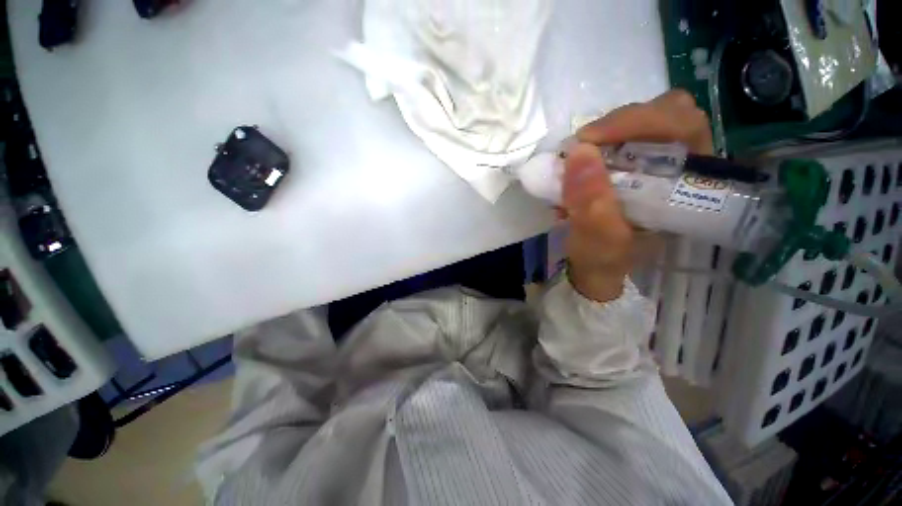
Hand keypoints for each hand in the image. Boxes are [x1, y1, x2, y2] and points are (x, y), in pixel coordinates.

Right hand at [563, 89, 712, 302]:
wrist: (595, 268)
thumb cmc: (604, 259)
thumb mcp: (598, 240)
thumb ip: (591, 204)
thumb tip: (578, 152)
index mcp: (689, 187)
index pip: (683, 129)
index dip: (639, 121)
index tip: (589, 138)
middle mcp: (680, 168)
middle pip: (668, 114)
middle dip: (622, 122)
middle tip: (584, 143)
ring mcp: (656, 163)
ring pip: (643, 122)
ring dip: (606, 133)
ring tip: (578, 157)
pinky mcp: (632, 165)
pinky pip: (619, 138)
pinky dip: (596, 144)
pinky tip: (578, 164)